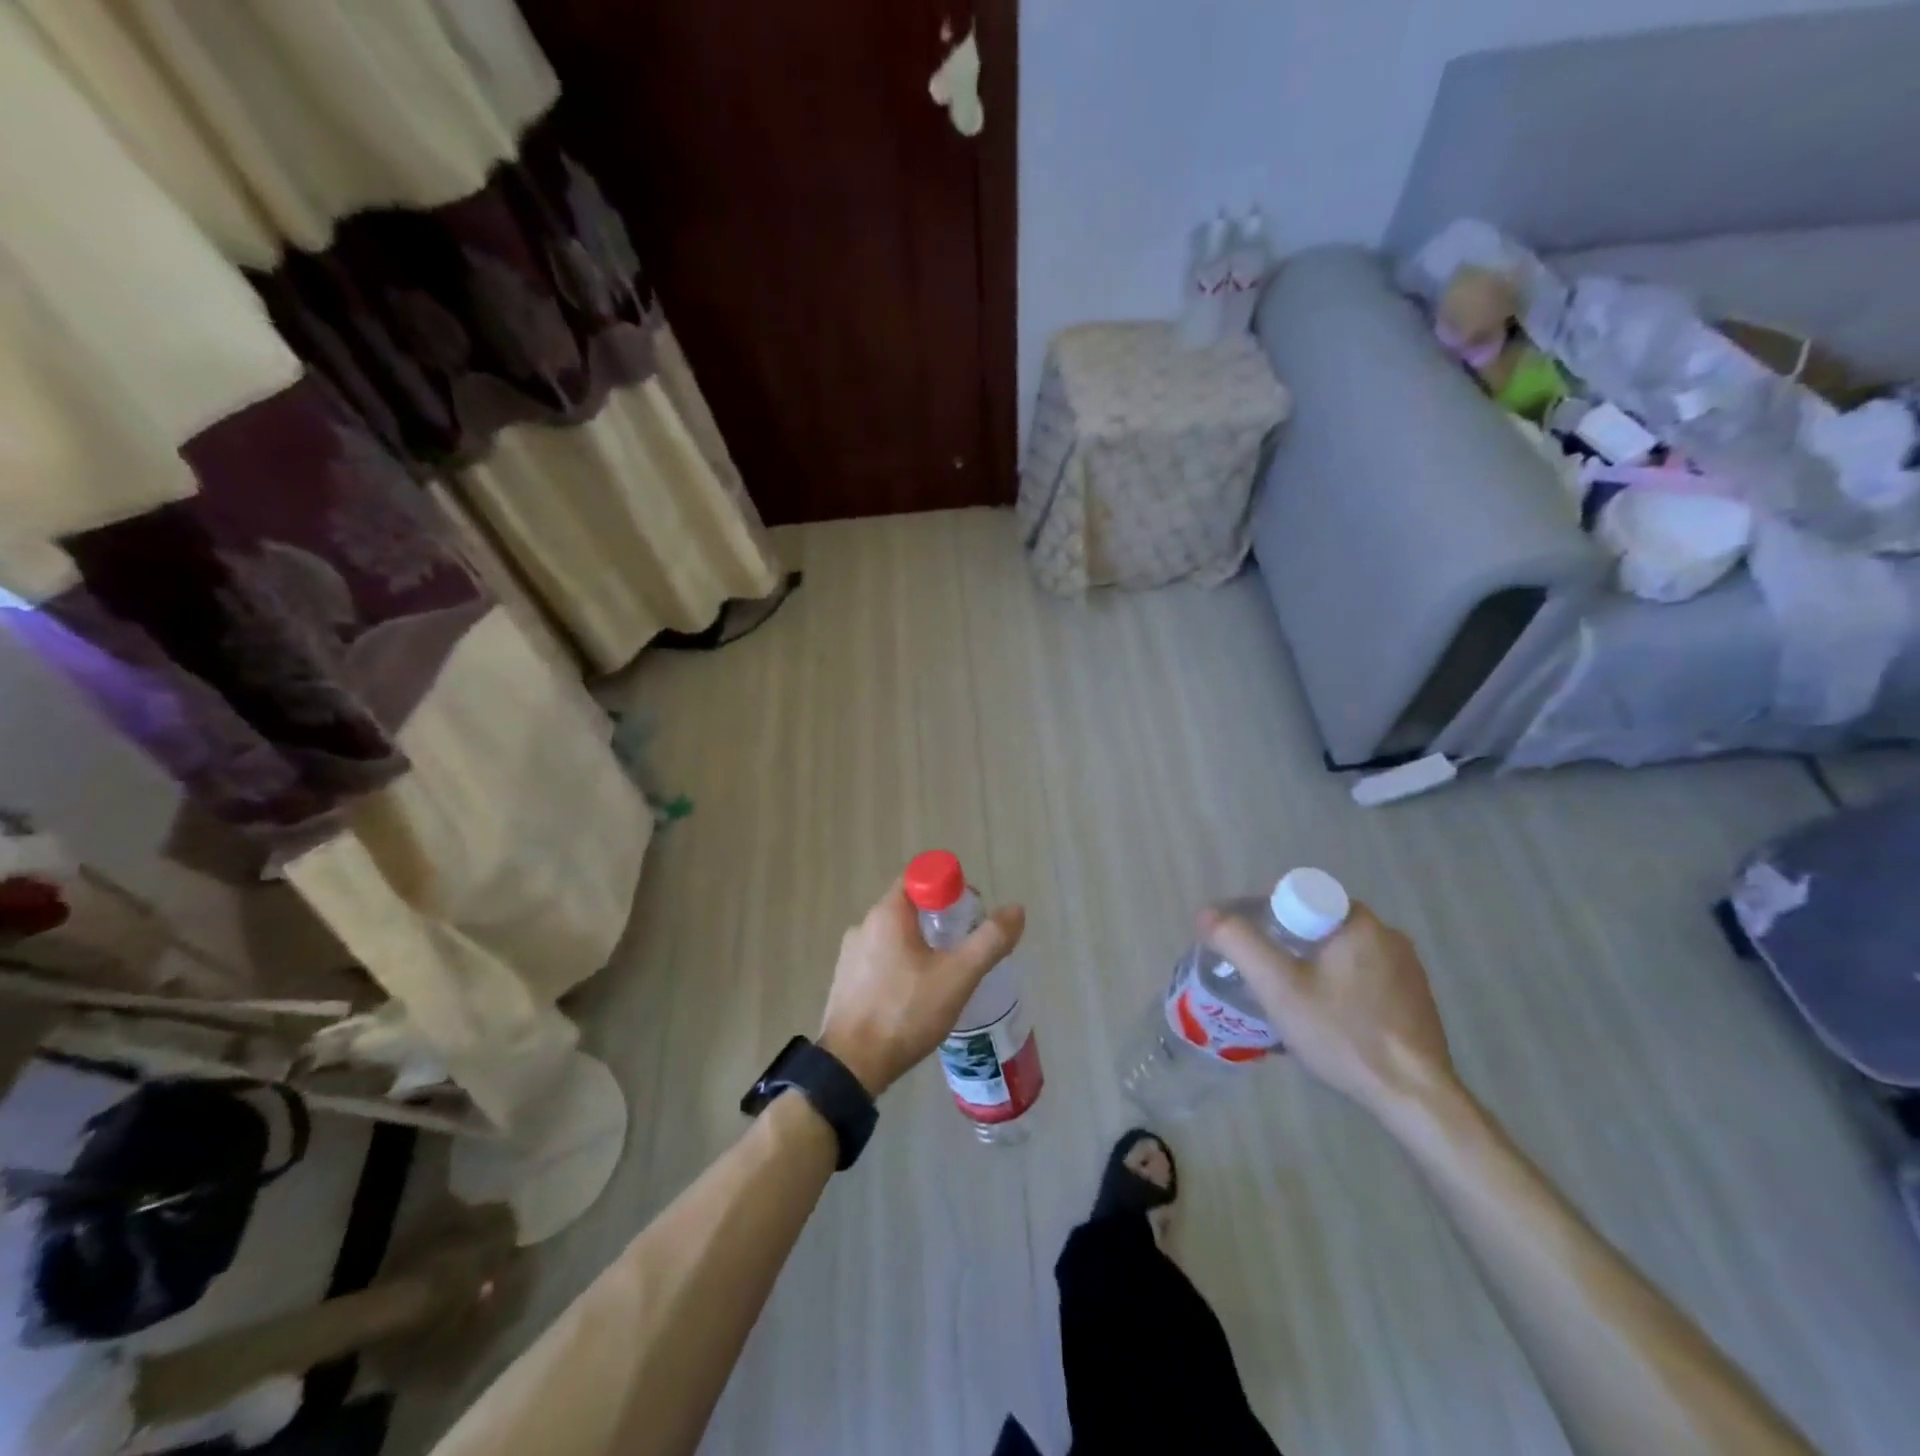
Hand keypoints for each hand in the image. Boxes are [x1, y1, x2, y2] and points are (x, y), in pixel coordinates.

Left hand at [818, 879, 1025, 1095]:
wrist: (850, 1067)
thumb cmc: (905, 1012)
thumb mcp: (957, 976)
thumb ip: (989, 941)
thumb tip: (1016, 909)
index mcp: (887, 914)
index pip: (921, 878)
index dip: (950, 890)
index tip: (969, 917)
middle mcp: (864, 925)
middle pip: (910, 907)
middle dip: (941, 920)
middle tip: (966, 948)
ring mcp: (850, 954)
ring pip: (896, 936)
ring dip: (922, 946)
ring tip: (945, 977)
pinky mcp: (846, 981)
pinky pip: (881, 959)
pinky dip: (902, 966)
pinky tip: (917, 996)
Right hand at [1198, 900, 1455, 1118]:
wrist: (1415, 1098)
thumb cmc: (1343, 1034)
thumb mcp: (1278, 987)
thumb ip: (1239, 943)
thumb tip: (1206, 914)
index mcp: (1357, 920)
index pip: (1297, 898)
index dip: (1263, 916)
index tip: (1246, 945)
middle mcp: (1387, 934)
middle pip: (1317, 925)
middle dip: (1284, 943)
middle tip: (1261, 975)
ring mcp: (1406, 968)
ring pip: (1339, 952)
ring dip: (1311, 965)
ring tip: (1287, 998)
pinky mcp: (1415, 998)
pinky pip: (1362, 976)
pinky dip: (1337, 985)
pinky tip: (1325, 1017)